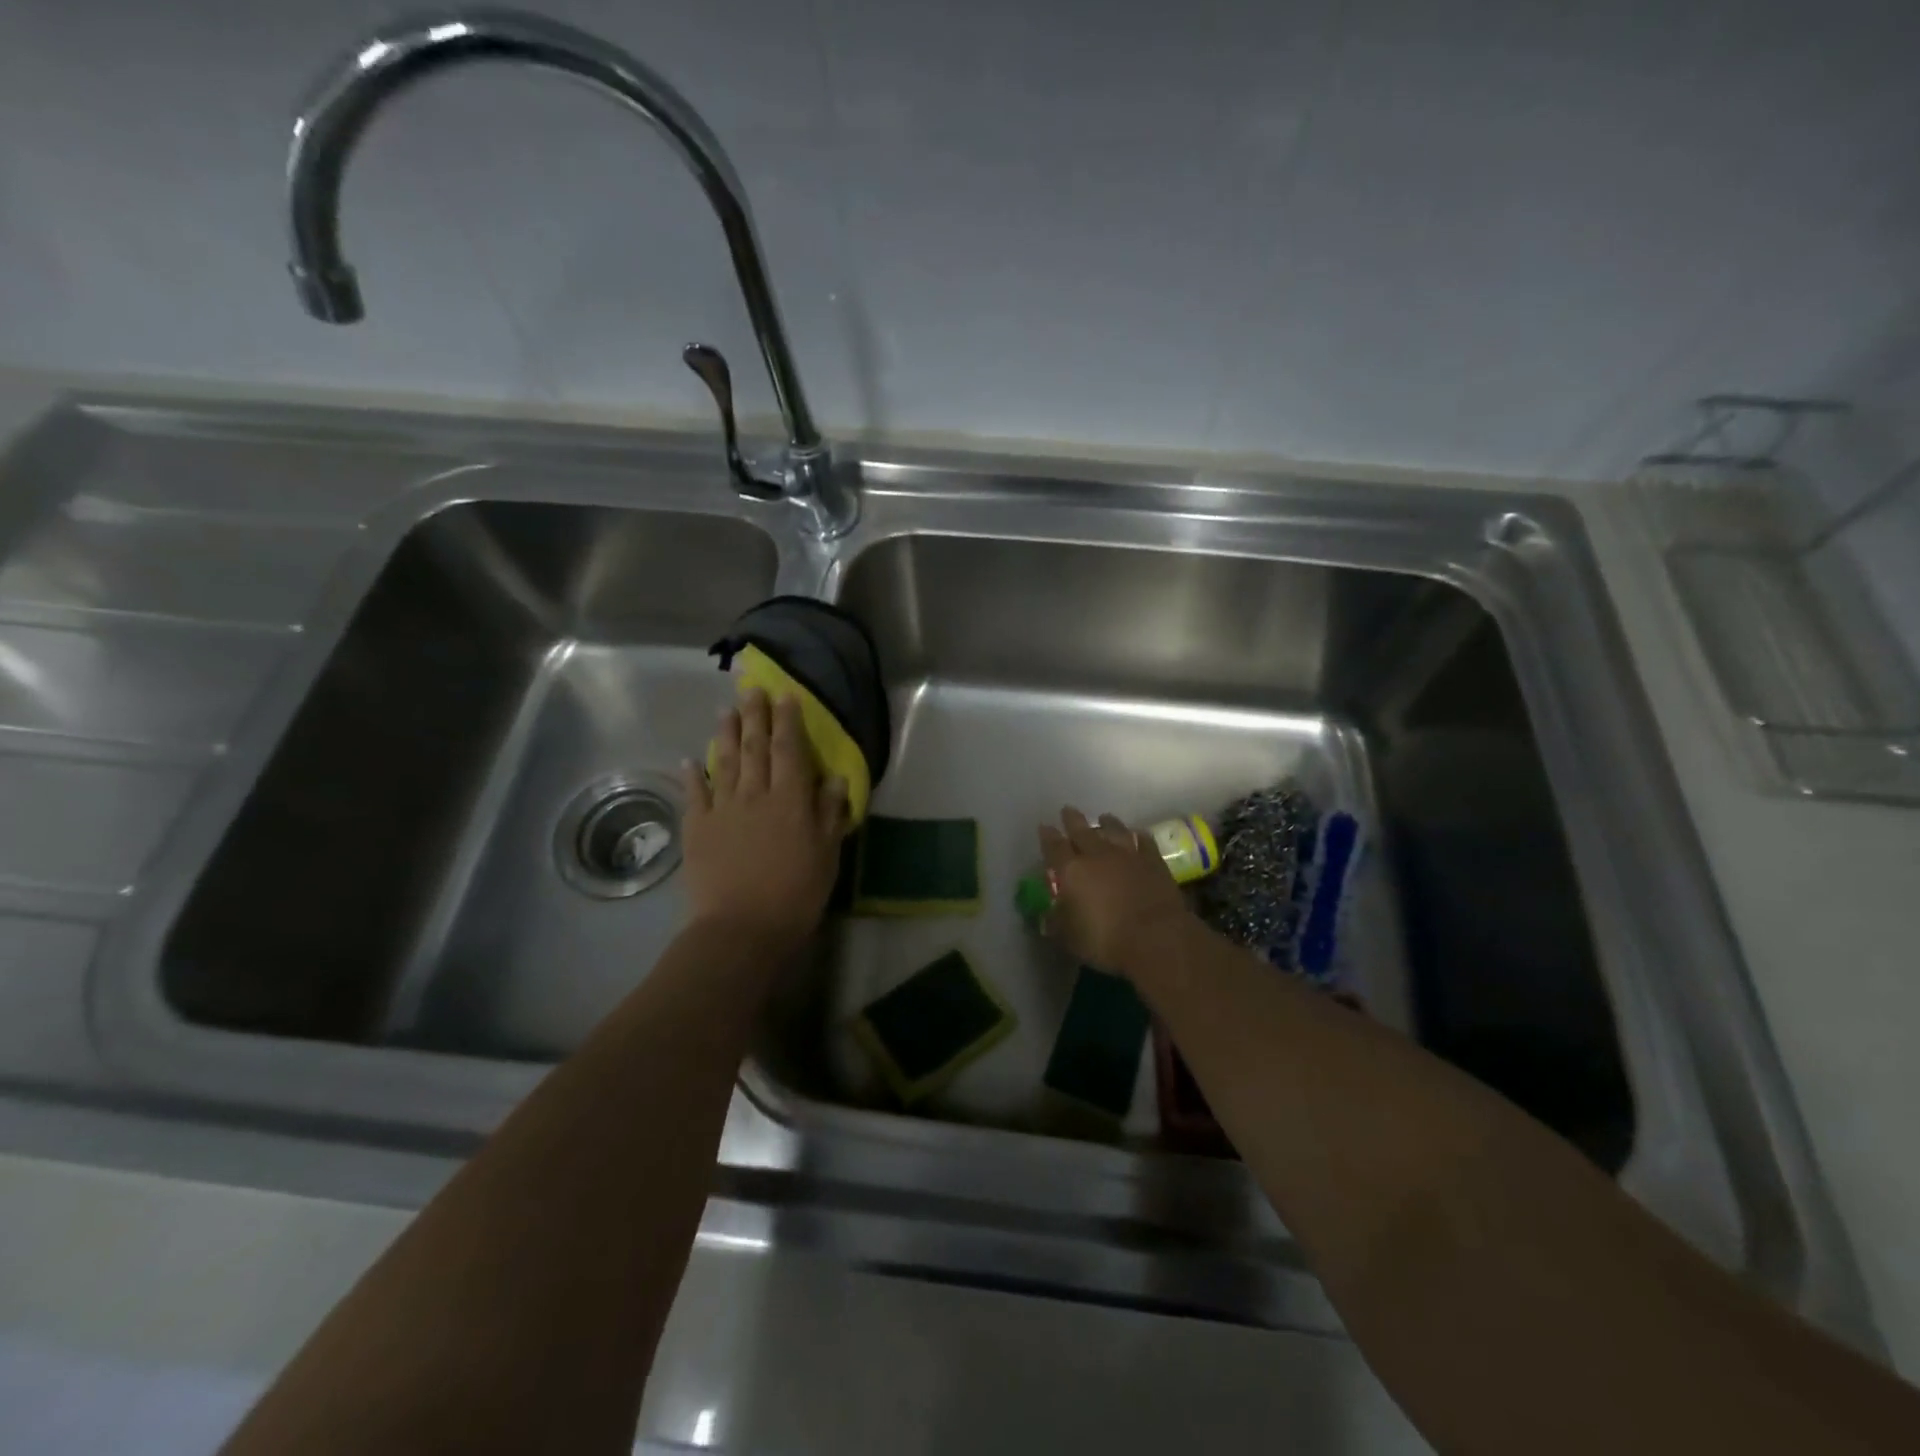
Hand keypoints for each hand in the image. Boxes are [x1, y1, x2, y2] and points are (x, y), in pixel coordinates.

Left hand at [682, 688, 848, 950]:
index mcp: (790, 800)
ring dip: (725, 734)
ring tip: (725, 710)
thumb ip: (829, 814)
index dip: (788, 721)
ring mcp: (722, 809)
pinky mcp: (697, 828)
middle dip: (755, 715)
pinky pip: (695, 794)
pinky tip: (691, 760)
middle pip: (754, 747)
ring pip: (724, 762)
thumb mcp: (827, 855)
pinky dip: (694, 774)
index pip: (789, 750)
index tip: (786, 695)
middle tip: (752, 689)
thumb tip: (835, 779)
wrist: (741, 928)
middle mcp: (755, 795)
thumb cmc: (796, 894)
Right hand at [1038, 808, 1191, 976]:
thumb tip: (1046, 916)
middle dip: (1072, 819)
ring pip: (1114, 830)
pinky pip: (1145, 841)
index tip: (1044, 826)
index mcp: (1071, 870)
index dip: (1047, 836)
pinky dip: (1138, 836)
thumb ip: (1056, 923)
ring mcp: (1128, 855)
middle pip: (1081, 830)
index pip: (1054, 847)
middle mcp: (1097, 855)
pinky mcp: (1154, 861)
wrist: (1156, 937)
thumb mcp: (1069, 938)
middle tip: (1068, 810)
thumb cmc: (1106, 940)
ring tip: (1103, 817)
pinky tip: (1138, 834)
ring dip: (1107, 823)